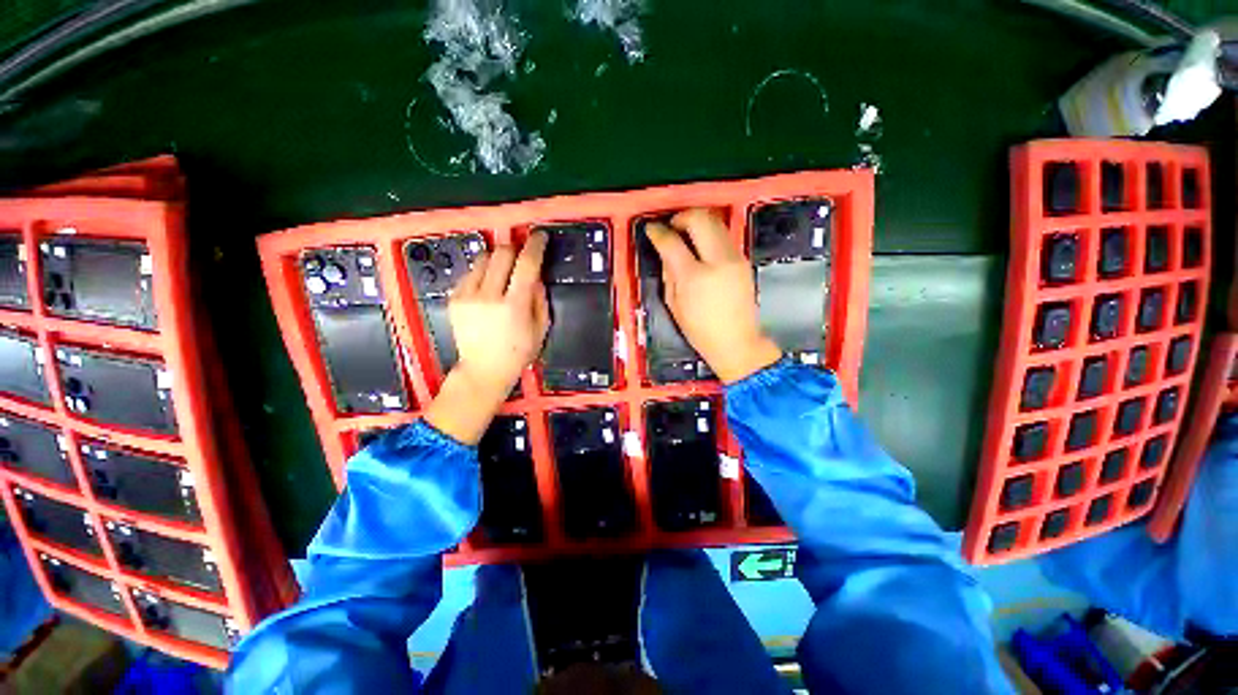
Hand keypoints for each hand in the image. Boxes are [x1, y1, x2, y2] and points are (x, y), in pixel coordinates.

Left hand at [425, 233, 549, 443]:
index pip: (526, 264)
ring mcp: (467, 296)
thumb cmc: (518, 353)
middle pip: (502, 254)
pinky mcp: (454, 298)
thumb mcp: (541, 328)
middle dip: (515, 248)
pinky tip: (488, 286)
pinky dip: (483, 272)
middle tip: (521, 255)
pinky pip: (470, 272)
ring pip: (483, 259)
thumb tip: (535, 275)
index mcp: (514, 305)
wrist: (483, 370)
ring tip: (503, 272)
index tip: (540, 236)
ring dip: (497, 259)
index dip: (535, 246)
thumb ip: (540, 298)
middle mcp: (489, 296)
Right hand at [645, 208, 780, 382]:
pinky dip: (710, 233)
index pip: (672, 242)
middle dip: (682, 216)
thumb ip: (668, 273)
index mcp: (695, 277)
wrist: (737, 342)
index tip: (652, 229)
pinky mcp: (744, 260)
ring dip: (698, 221)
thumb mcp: (674, 305)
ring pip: (716, 222)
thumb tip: (666, 251)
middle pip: (700, 219)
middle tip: (672, 226)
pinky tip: (701, 246)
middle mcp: (718, 261)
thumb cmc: (700, 330)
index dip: (658, 232)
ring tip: (686, 233)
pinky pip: (724, 236)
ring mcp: (735, 258)